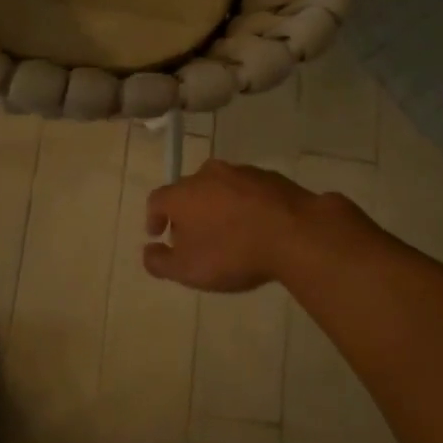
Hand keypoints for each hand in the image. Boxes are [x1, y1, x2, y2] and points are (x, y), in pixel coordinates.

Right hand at [143, 160, 322, 290]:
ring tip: (226, 231)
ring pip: (219, 188)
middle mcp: (207, 175)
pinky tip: (255, 226)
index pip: (157, 200)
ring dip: (217, 206)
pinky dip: (244, 205)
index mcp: (182, 194)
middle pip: (188, 191)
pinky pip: (248, 191)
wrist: (295, 232)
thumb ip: (160, 263)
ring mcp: (241, 172)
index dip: (154, 218)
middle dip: (186, 212)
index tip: (157, 234)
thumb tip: (148, 252)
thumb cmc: (232, 252)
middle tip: (192, 237)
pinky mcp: (270, 177)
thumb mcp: (188, 270)